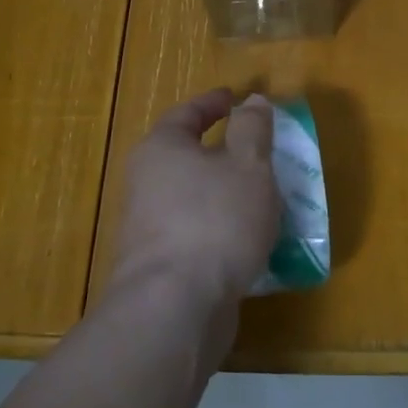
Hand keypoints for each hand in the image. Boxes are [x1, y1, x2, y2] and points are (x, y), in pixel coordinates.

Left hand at [109, 89, 280, 319]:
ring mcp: (148, 228)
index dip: (214, 103)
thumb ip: (252, 129)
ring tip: (262, 196)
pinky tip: (248, 239)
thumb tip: (251, 101)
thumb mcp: (248, 165)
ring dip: (224, 193)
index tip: (235, 98)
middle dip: (221, 151)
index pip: (187, 113)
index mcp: (162, 149)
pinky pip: (196, 232)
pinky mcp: (160, 266)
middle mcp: (146, 183)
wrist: (174, 309)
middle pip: (186, 156)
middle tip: (256, 149)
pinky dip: (221, 227)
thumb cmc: (215, 221)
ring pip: (193, 197)